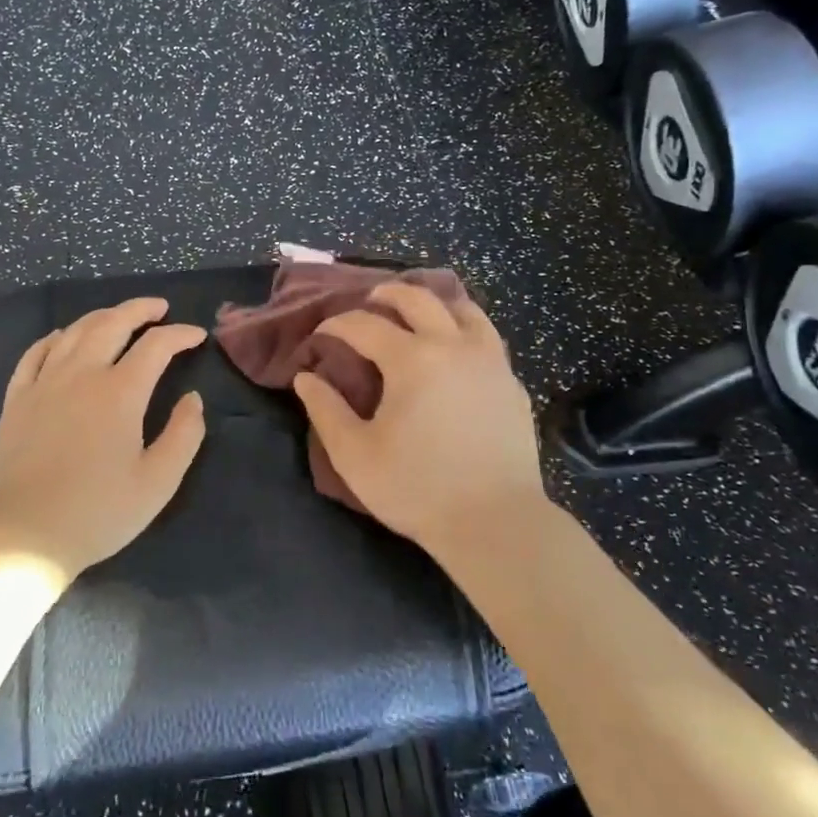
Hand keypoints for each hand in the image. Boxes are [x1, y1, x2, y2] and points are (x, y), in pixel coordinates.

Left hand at [0, 297, 207, 575]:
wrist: (25, 535)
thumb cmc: (99, 512)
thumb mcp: (158, 482)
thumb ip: (184, 435)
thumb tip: (192, 399)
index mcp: (120, 392)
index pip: (156, 346)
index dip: (180, 335)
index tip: (197, 335)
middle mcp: (81, 374)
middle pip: (112, 324)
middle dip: (140, 310)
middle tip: (159, 308)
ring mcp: (44, 383)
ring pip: (74, 332)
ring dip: (102, 316)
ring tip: (119, 317)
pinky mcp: (17, 399)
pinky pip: (35, 353)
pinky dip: (54, 338)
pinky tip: (62, 337)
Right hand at [292, 282, 546, 556]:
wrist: (496, 522)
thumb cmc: (416, 488)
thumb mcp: (354, 454)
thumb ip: (325, 409)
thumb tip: (305, 377)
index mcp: (411, 359)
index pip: (364, 324)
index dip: (336, 324)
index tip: (320, 335)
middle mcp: (453, 346)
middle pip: (418, 298)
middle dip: (387, 294)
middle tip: (369, 301)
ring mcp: (490, 361)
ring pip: (463, 309)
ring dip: (434, 302)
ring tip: (417, 312)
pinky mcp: (511, 382)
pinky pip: (487, 337)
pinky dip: (464, 328)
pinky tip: (455, 348)